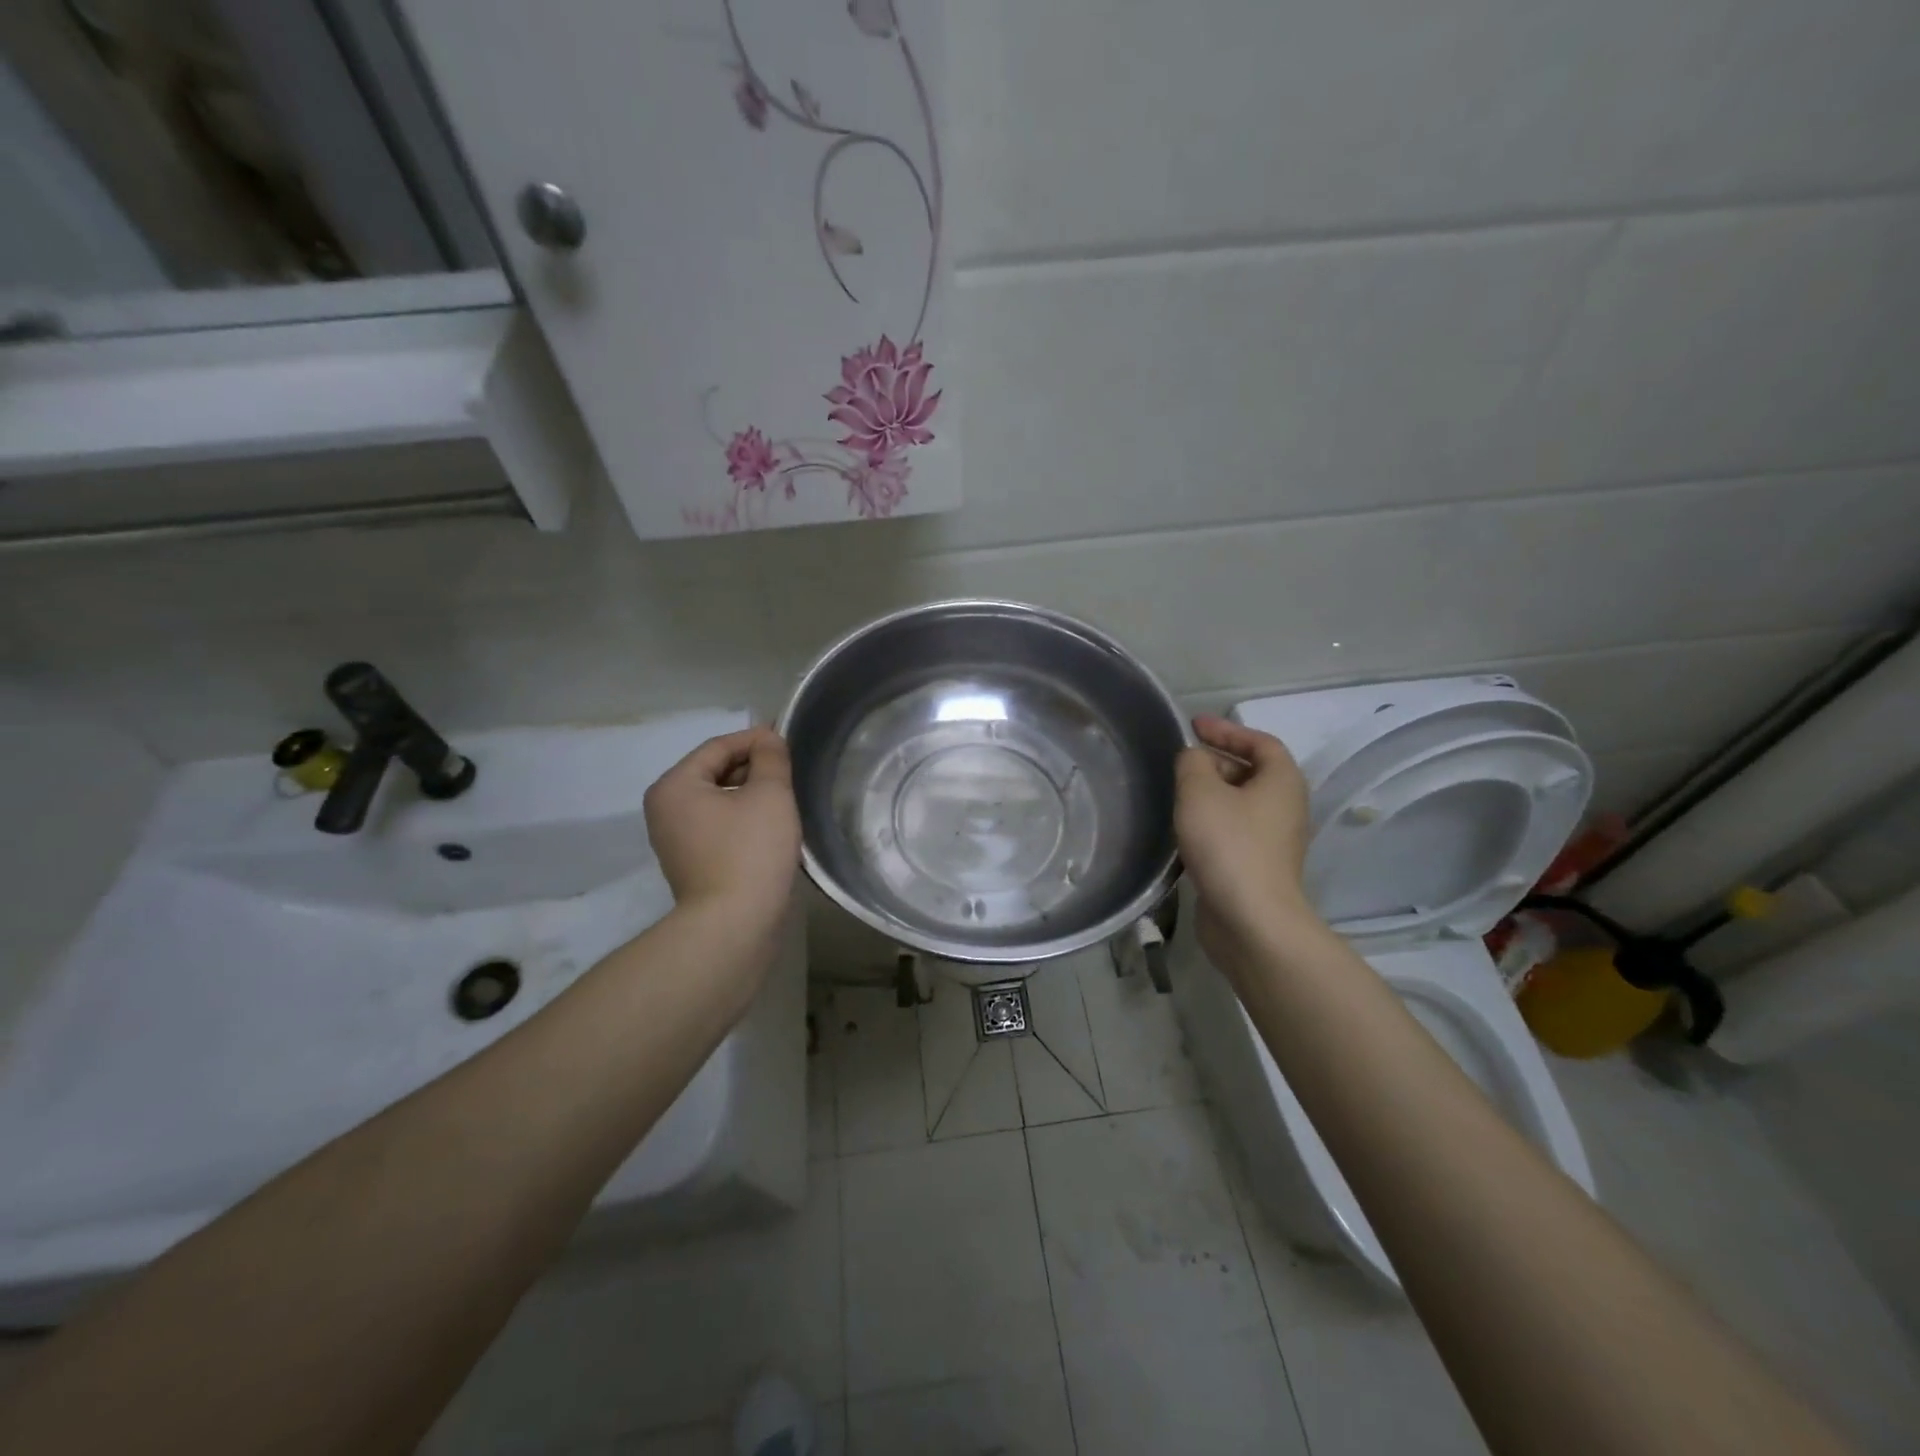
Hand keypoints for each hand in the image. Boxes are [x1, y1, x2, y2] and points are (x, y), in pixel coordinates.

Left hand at [644, 727, 800, 941]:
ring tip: (785, 798)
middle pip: (714, 772)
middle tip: (790, 771)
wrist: (734, 925)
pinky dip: (742, 818)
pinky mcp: (691, 863)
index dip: (755, 739)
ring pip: (718, 800)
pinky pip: (718, 825)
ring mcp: (675, 839)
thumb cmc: (750, 851)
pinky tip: (770, 827)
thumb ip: (771, 758)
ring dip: (750, 794)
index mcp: (674, 786)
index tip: (788, 740)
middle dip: (753, 768)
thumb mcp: (770, 794)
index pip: (718, 747)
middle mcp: (665, 809)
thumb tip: (768, 739)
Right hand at [1175, 715, 1320, 974]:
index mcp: (1282, 781)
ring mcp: (1273, 840)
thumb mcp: (1200, 791)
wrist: (1251, 920)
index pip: (1260, 742)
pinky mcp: (1257, 866)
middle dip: (1217, 761)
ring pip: (1240, 803)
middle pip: (1252, 771)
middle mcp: (1285, 807)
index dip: (1227, 729)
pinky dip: (1211, 821)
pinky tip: (1184, 830)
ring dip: (1211, 793)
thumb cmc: (1228, 845)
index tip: (1194, 726)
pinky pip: (1233, 830)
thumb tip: (1194, 758)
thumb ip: (1193, 763)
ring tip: (1176, 792)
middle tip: (1181, 762)